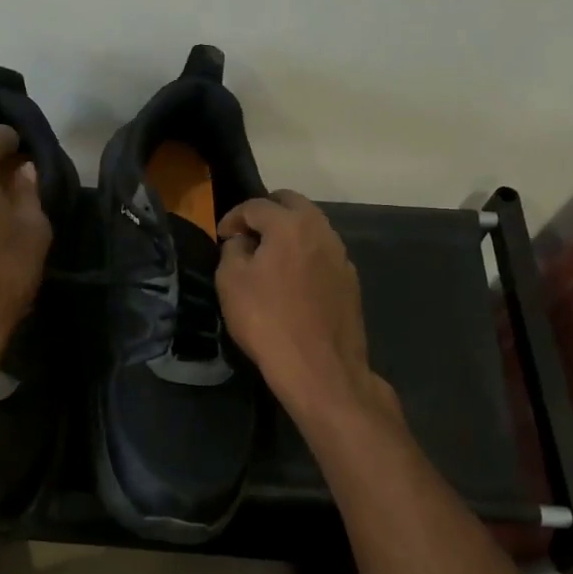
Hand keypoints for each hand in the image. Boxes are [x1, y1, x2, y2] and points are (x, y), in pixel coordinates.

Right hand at [217, 191, 381, 418]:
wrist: (319, 368)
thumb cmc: (267, 320)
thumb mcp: (231, 281)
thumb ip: (233, 250)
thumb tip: (243, 243)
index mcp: (291, 224)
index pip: (256, 205)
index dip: (233, 217)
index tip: (221, 237)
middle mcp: (322, 231)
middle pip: (292, 205)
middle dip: (266, 213)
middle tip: (247, 235)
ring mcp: (342, 257)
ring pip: (312, 228)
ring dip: (288, 233)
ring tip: (268, 258)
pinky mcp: (351, 282)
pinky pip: (323, 255)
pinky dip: (304, 256)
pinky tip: (292, 281)